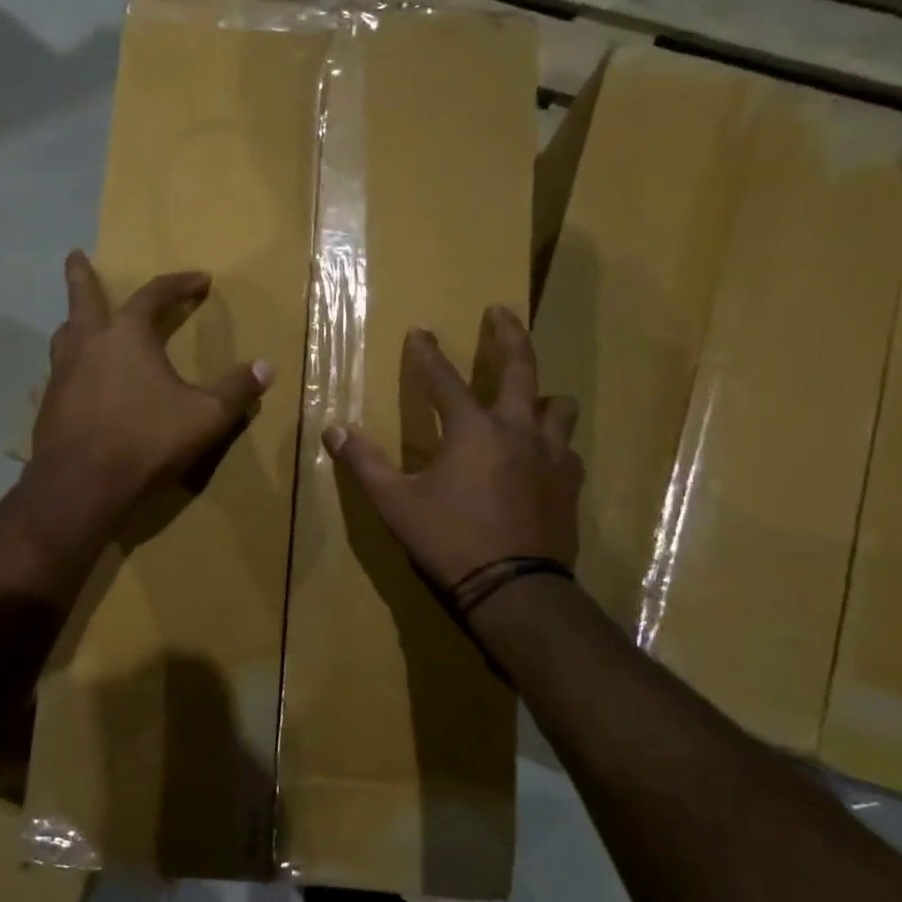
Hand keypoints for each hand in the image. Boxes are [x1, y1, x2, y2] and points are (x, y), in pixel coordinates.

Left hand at [29, 251, 272, 524]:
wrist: (81, 485)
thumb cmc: (146, 440)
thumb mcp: (206, 416)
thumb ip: (236, 389)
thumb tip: (266, 367)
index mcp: (127, 335)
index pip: (155, 295)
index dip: (180, 284)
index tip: (200, 279)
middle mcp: (88, 343)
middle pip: (83, 297)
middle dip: (81, 275)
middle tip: (75, 255)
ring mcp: (62, 373)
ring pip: (65, 334)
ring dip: (74, 319)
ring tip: (80, 319)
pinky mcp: (49, 403)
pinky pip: (61, 369)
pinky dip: (72, 361)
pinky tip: (81, 378)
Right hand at [323, 306, 580, 592]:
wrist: (515, 589)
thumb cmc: (450, 539)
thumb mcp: (395, 503)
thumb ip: (364, 463)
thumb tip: (333, 430)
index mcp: (471, 430)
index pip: (443, 379)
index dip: (428, 353)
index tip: (420, 330)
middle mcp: (516, 430)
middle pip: (520, 368)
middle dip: (508, 335)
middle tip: (501, 311)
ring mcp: (550, 455)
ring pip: (558, 406)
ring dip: (542, 396)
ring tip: (532, 398)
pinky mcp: (569, 483)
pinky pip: (567, 449)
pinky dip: (554, 444)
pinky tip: (544, 457)